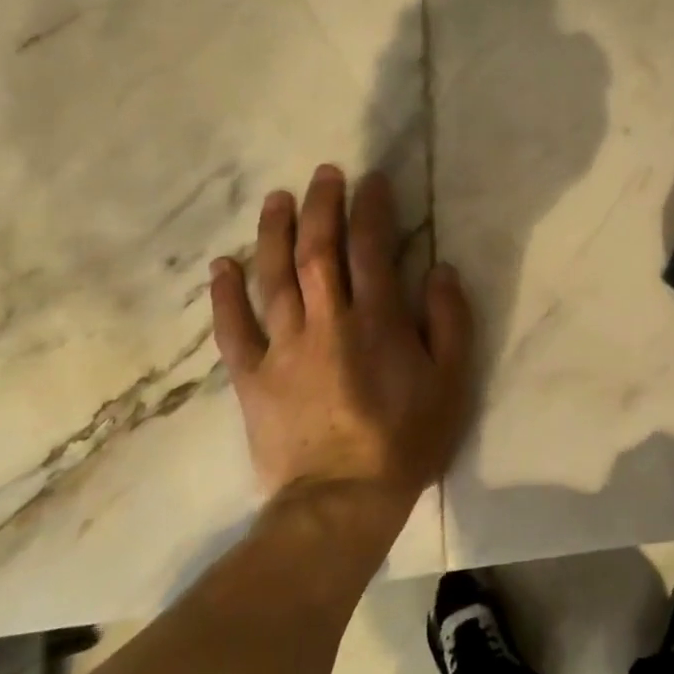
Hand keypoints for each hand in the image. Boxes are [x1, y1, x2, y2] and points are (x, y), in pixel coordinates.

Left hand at [209, 166, 472, 504]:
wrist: (342, 501)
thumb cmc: (407, 439)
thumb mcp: (451, 381)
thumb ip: (450, 321)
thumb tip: (440, 269)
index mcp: (376, 321)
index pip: (371, 249)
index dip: (371, 209)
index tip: (372, 180)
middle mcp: (326, 322)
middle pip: (318, 251)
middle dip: (323, 206)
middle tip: (325, 172)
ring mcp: (283, 348)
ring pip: (273, 278)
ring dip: (274, 233)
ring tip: (277, 198)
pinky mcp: (252, 377)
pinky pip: (233, 330)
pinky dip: (224, 296)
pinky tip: (221, 265)